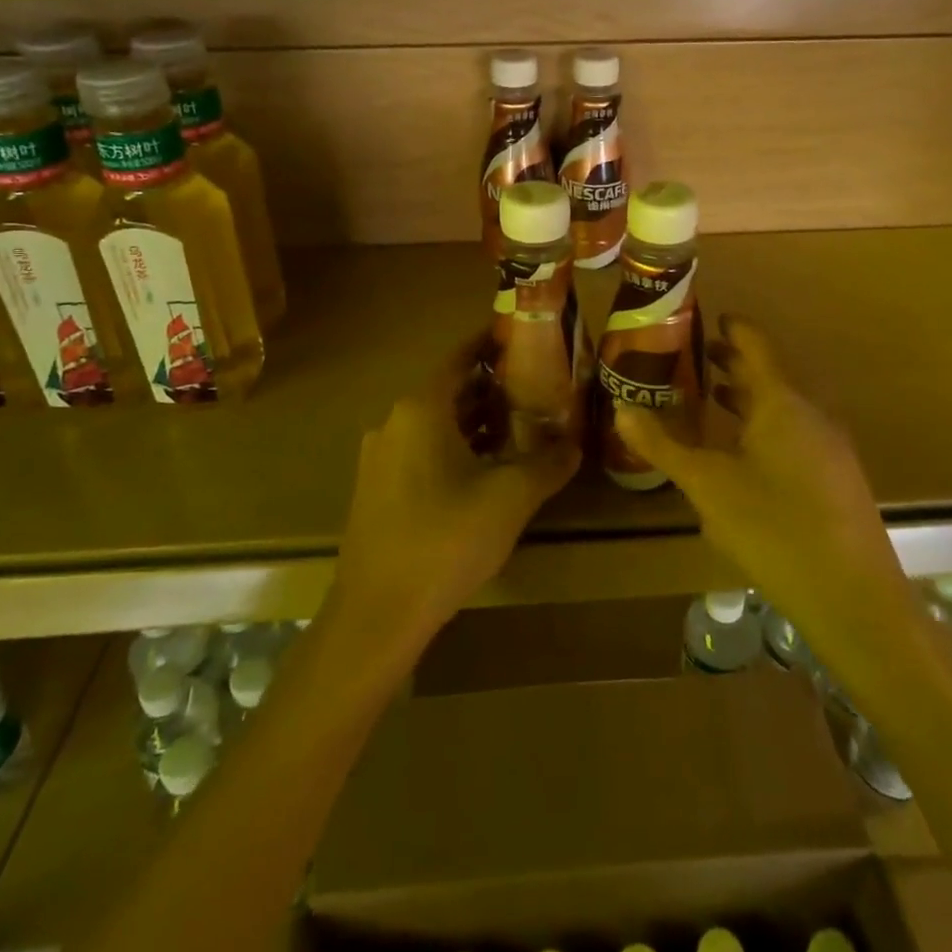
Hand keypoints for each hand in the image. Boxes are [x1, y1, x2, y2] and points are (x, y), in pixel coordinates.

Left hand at [335, 354, 577, 651]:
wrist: (378, 613)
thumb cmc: (446, 539)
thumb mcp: (511, 496)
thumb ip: (548, 462)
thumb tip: (574, 443)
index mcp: (421, 408)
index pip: (461, 358)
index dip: (491, 345)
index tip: (524, 338)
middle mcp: (395, 422)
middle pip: (450, 391)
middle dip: (492, 389)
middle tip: (536, 389)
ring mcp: (381, 457)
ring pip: (436, 425)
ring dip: (475, 423)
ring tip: (519, 429)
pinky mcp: (377, 490)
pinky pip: (421, 452)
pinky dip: (454, 450)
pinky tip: (484, 473)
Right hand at [616, 316, 904, 635]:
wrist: (853, 597)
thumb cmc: (774, 527)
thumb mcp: (707, 485)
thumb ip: (664, 446)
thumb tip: (621, 409)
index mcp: (781, 401)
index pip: (755, 345)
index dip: (732, 327)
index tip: (706, 318)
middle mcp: (810, 413)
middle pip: (770, 374)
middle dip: (733, 363)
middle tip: (695, 357)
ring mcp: (829, 446)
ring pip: (783, 406)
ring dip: (748, 397)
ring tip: (712, 397)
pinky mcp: (836, 477)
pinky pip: (794, 432)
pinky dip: (764, 425)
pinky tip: (743, 453)